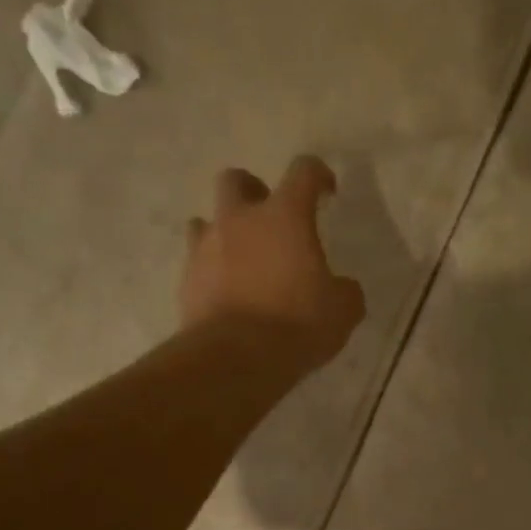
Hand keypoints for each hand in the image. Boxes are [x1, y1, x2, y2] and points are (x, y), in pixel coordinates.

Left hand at [179, 156, 366, 369]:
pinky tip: (227, 293)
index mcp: (285, 216)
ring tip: (243, 259)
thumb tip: (341, 288)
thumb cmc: (297, 323)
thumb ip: (344, 290)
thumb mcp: (343, 310)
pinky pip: (196, 261)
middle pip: (236, 180)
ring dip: (225, 232)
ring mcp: (206, 247)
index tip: (326, 192)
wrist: (235, 358)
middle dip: (253, 192)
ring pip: (206, 220)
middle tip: (271, 220)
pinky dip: (211, 269)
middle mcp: (240, 220)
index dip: (318, 175)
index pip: (303, 171)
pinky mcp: (186, 279)